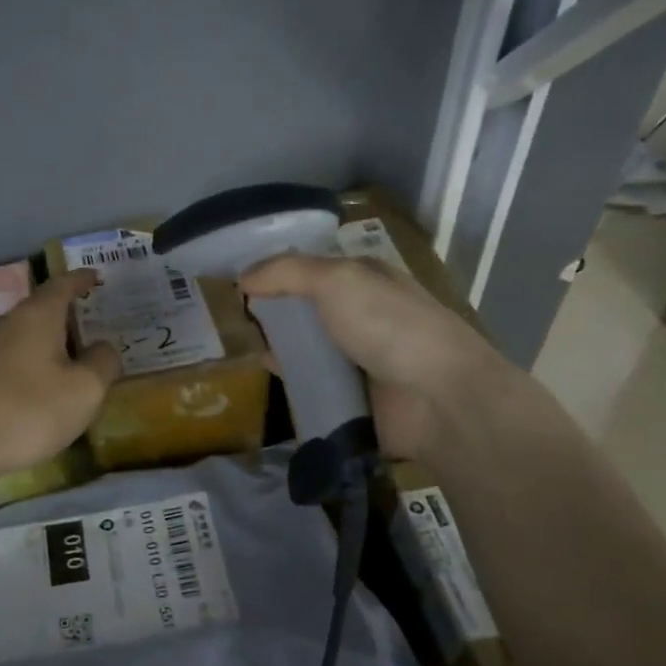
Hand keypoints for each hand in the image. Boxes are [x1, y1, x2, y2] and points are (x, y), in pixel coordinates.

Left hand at [0, 271, 120, 504]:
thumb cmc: (25, 412)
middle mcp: (3, 323)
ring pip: (20, 338)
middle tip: (89, 338)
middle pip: (40, 312)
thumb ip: (103, 363)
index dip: (81, 280)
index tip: (95, 278)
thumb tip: (103, 347)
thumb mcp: (83, 392)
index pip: (62, 285)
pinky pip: (3, 362)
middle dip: (65, 322)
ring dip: (43, 349)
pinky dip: (23, 369)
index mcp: (35, 316)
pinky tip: (30, 397)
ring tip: (63, 372)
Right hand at [239, 253, 502, 461]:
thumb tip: (242, 278)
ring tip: (235, 345)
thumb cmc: (389, 325)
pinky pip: (312, 383)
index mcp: (363, 278)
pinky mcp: (353, 395)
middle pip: (305, 308)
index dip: (274, 271)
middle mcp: (361, 313)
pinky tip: (264, 375)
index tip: (235, 280)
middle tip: (227, 316)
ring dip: (278, 345)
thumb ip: (286, 272)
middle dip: (271, 310)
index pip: (310, 267)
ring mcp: (358, 357)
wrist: (439, 398)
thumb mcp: (336, 280)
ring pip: (306, 346)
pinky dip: (291, 379)